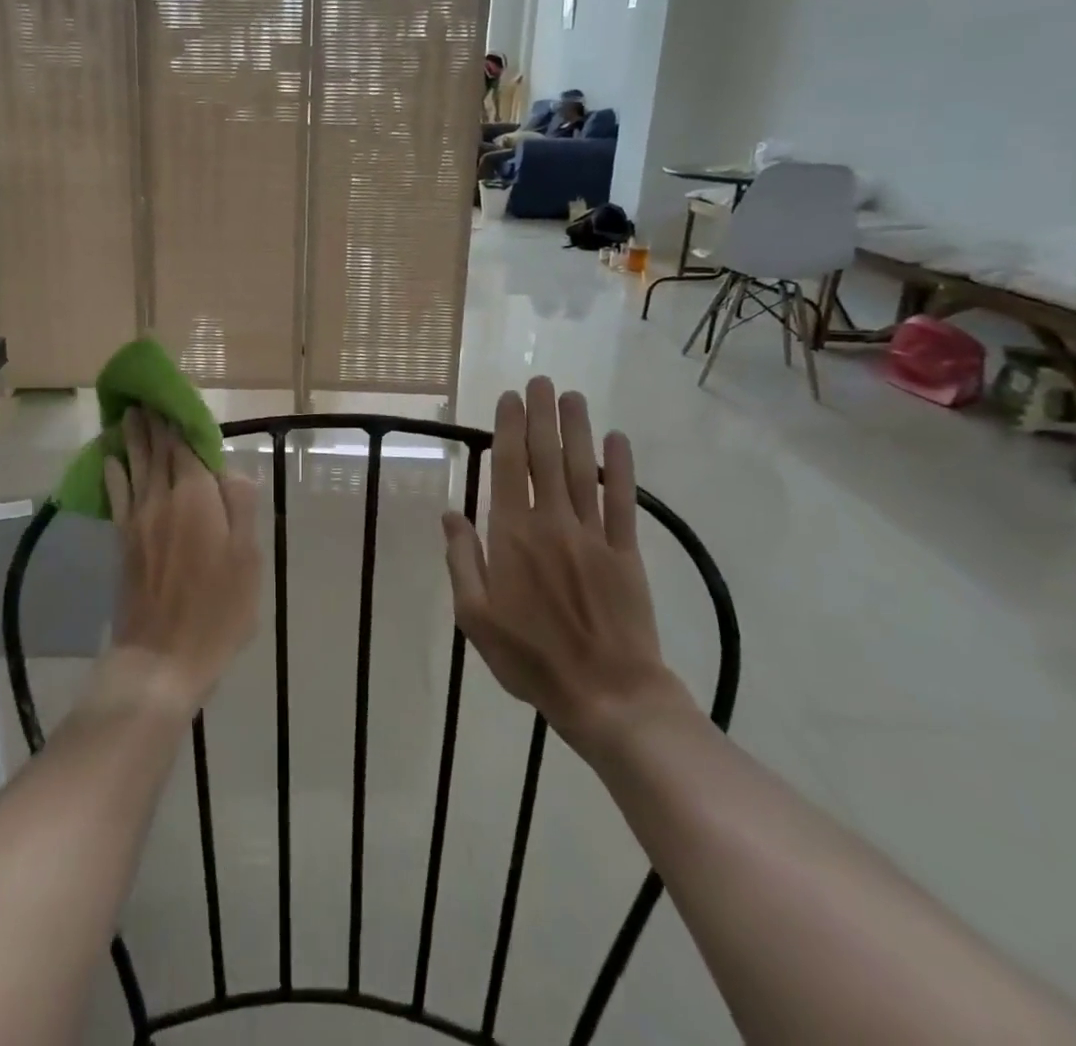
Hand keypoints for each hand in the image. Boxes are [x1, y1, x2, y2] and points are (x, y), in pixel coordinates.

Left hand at [102, 408, 260, 718]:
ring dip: (132, 438)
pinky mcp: (123, 540)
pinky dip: (113, 472)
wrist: (162, 657)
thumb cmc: (217, 611)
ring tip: (129, 414)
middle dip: (155, 423)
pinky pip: (117, 495)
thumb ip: (240, 508)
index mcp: (196, 498)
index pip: (187, 447)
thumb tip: (230, 469)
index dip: (182, 422)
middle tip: (147, 397)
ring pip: (134, 466)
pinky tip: (110, 459)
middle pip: (157, 451)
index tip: (177, 400)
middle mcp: (163, 499)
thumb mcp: (247, 560)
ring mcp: (138, 519)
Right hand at [442, 379, 692, 754]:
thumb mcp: (475, 617)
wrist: (606, 695)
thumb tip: (449, 514)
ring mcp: (592, 536)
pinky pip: (623, 501)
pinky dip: (622, 468)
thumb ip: (462, 560)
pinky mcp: (626, 552)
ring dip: (577, 430)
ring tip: (572, 396)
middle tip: (540, 381)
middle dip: (542, 416)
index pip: (509, 469)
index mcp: (512, 537)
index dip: (509, 429)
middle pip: (546, 458)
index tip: (509, 398)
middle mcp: (552, 524)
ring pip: (583, 470)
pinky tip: (618, 440)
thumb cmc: (530, 658)